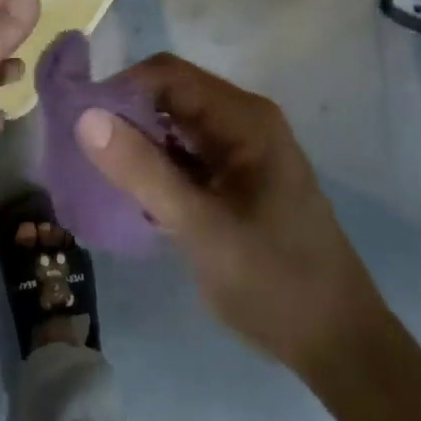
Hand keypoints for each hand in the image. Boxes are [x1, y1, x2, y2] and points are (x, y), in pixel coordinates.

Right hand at [75, 54, 381, 375]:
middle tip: (84, 153)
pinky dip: (156, 166)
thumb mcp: (201, 229)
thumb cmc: (275, 282)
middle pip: (169, 95)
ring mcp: (241, 150)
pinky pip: (185, 154)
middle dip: (125, 117)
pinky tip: (133, 195)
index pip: (166, 74)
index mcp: (243, 118)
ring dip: (138, 143)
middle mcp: (243, 121)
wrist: (339, 346)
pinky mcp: (236, 178)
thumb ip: (143, 171)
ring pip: (174, 126)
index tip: (80, 123)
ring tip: (100, 174)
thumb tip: (85, 117)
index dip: (119, 89)